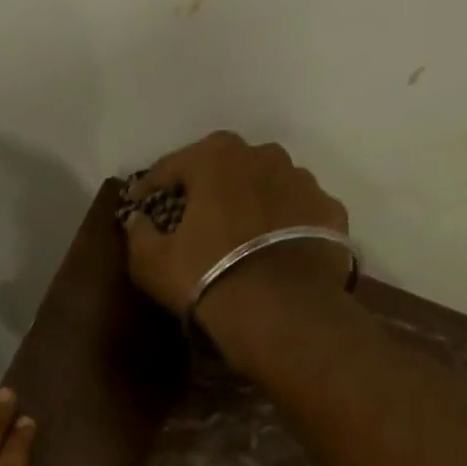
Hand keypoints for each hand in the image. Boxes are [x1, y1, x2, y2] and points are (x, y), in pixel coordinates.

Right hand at [123, 131, 352, 319]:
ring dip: (248, 200)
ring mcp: (303, 181)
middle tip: (192, 211)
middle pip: (226, 165)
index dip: (151, 184)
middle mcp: (264, 156)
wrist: (278, 309)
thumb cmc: (205, 276)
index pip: (173, 164)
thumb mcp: (151, 262)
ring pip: (266, 183)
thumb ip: (139, 234)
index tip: (139, 202)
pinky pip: (296, 210)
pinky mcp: (329, 211)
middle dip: (206, 184)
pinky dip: (281, 222)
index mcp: (216, 159)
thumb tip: (136, 219)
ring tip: (237, 231)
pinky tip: (271, 247)